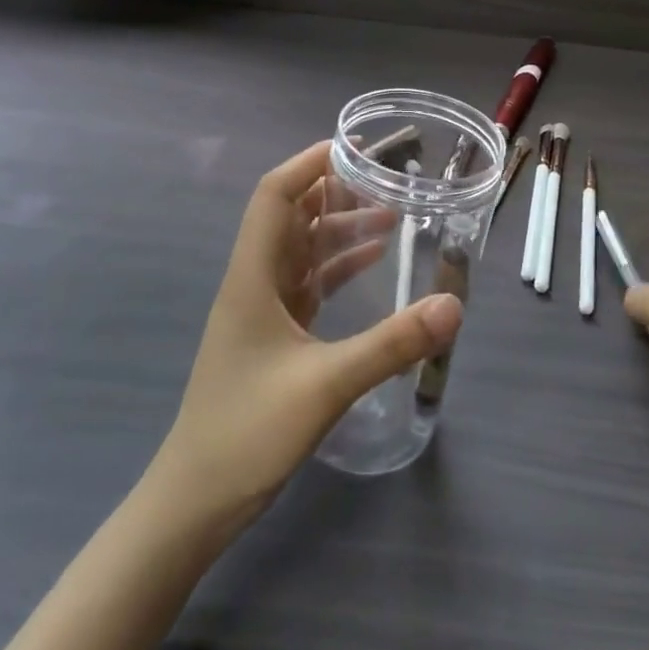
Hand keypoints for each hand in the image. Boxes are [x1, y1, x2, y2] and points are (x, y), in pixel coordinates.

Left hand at [151, 141, 462, 530]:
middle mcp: (254, 283)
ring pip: (302, 250)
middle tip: (387, 179)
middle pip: (291, 217)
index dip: (310, 164)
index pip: (275, 196)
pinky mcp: (273, 337)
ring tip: (392, 216)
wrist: (194, 501)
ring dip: (340, 229)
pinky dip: (338, 267)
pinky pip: (308, 284)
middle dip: (335, 191)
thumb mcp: (326, 385)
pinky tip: (372, 264)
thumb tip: (454, 306)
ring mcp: (262, 311)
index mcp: (253, 277)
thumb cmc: (247, 433)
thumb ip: (391, 344)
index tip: (356, 148)